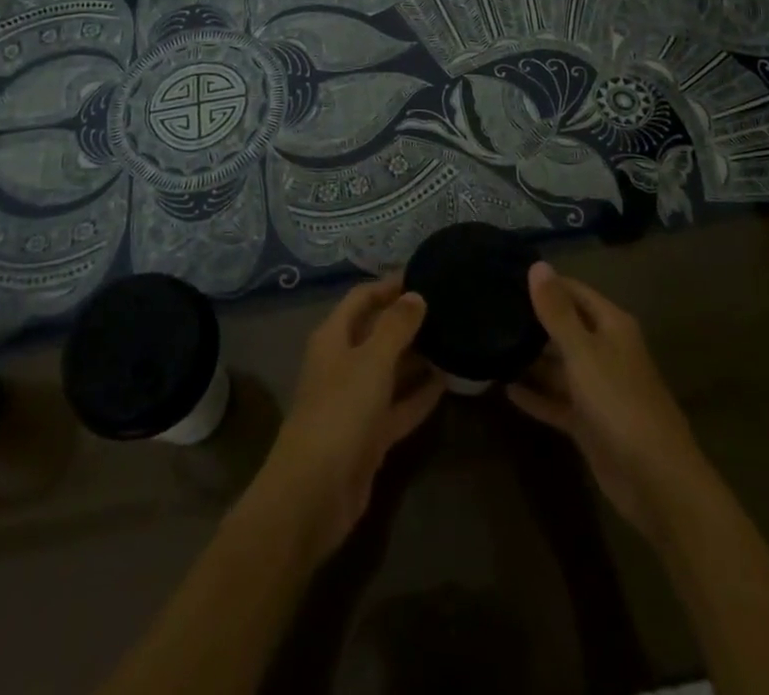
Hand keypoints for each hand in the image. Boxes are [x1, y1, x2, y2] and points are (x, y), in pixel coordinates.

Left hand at [248, 276, 444, 562]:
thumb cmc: (339, 413)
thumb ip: (395, 327)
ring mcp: (355, 401)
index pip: (361, 298)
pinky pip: (398, 406)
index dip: (388, 285)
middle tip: (449, 308)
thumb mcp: (371, 362)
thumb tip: (416, 295)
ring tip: (455, 339)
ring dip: (417, 357)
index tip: (423, 273)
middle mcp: (342, 364)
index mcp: (333, 338)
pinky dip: (419, 395)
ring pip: (390, 370)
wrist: (313, 494)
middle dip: (407, 320)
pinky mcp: (369, 435)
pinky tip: (448, 382)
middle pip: (376, 332)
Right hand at [507, 263, 703, 530]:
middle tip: (489, 310)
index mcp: (612, 327)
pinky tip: (503, 388)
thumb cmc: (620, 403)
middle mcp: (606, 351)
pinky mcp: (589, 422)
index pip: (574, 292)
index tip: (505, 276)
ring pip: (558, 366)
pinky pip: (556, 401)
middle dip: (532, 321)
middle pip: (565, 327)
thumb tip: (538, 265)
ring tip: (489, 345)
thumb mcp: (583, 352)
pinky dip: (535, 395)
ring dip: (530, 359)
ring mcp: (598, 389)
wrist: (657, 482)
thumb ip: (557, 311)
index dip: (544, 283)